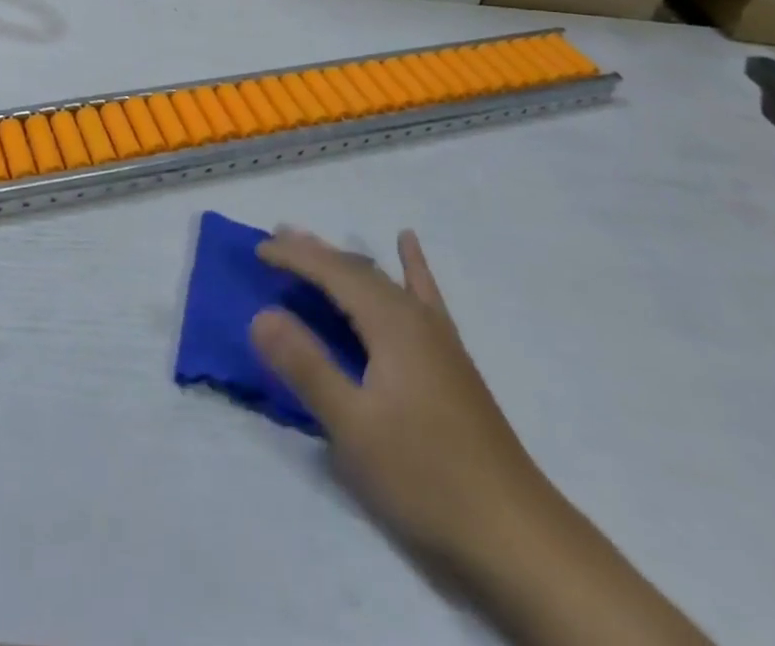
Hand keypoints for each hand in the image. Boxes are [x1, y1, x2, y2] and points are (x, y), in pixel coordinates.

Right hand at [250, 229, 542, 568]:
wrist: (517, 535)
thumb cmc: (426, 477)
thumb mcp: (353, 426)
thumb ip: (306, 366)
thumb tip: (261, 314)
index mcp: (391, 323)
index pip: (332, 272)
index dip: (293, 257)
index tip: (257, 251)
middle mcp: (415, 317)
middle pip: (356, 269)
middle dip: (314, 252)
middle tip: (275, 240)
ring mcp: (437, 337)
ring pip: (383, 280)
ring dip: (345, 260)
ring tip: (316, 244)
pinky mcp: (450, 359)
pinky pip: (423, 295)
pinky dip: (411, 266)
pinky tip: (408, 244)